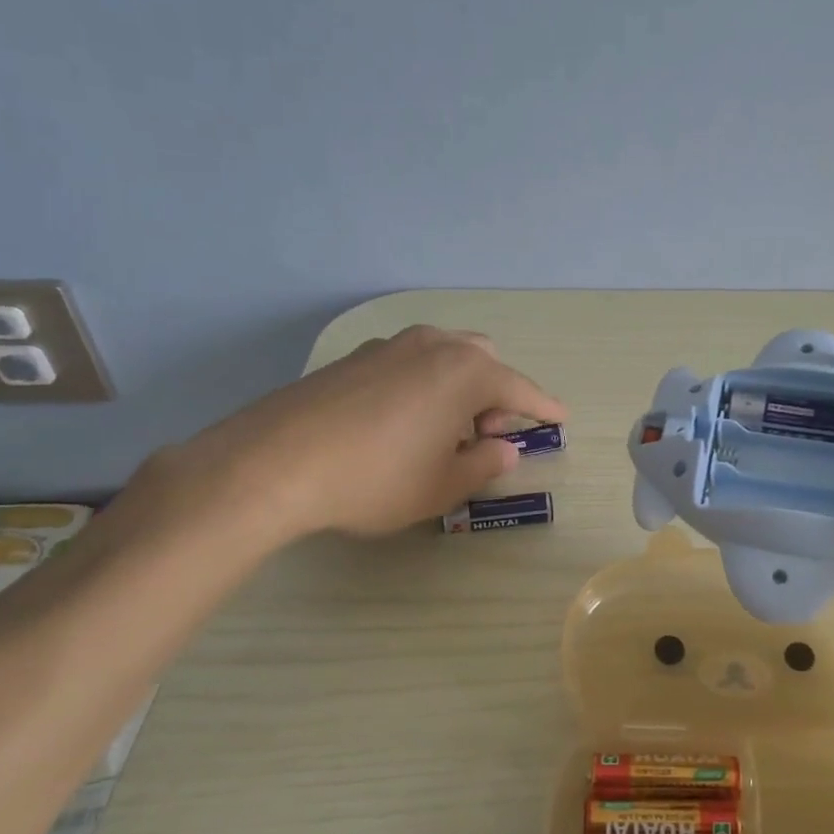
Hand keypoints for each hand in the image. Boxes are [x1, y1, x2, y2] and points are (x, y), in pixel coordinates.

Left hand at [151, 326, 565, 547]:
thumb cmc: (374, 479)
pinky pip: (408, 362)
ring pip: (444, 355)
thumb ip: (482, 465)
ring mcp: (389, 346)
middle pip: (483, 361)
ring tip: (442, 429)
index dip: (543, 408)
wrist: (272, 463)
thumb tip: (503, 449)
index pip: (520, 389)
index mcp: (465, 373)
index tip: (560, 418)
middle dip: (496, 393)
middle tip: (485, 435)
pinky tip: (400, 421)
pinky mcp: (354, 358)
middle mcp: (433, 346)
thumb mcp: (440, 487)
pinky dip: (423, 383)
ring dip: (459, 385)